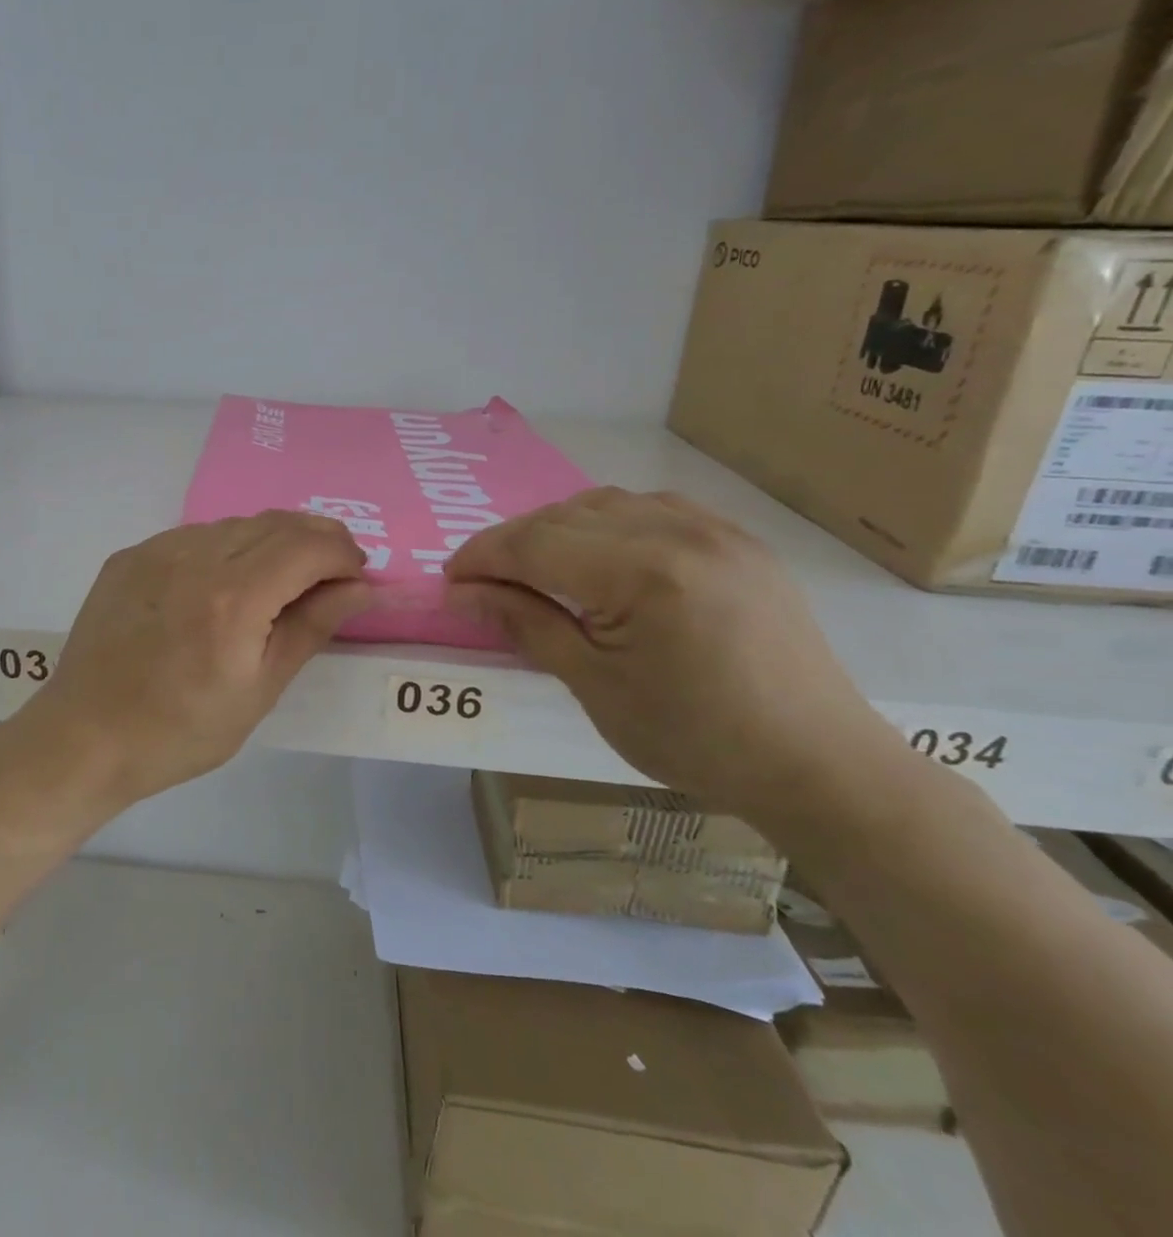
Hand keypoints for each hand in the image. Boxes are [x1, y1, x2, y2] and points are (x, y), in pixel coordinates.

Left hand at [27, 512, 371, 808]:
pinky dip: (226, 547)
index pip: (308, 546)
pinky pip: (194, 535)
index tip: (356, 576)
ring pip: (235, 523)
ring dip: (272, 541)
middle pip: (275, 523)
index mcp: (234, 597)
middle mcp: (195, 557)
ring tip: (280, 579)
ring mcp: (156, 550)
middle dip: (316, 539)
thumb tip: (361, 587)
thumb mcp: (259, 690)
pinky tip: (223, 583)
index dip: (343, 554)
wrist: (84, 736)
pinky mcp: (130, 555)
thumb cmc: (180, 731)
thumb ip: (311, 627)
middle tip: (331, 573)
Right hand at [445, 489, 894, 819]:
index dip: (482, 558)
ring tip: (534, 570)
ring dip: (555, 529)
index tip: (449, 582)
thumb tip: (461, 594)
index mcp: (642, 574)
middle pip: (563, 517)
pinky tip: (598, 556)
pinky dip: (606, 524)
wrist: (817, 764)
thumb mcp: (594, 686)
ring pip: (604, 504)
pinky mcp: (738, 540)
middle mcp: (678, 532)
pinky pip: (651, 508)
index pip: (534, 544)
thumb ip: (525, 624)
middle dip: (511, 544)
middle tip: (482, 583)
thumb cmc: (695, 738)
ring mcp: (715, 530)